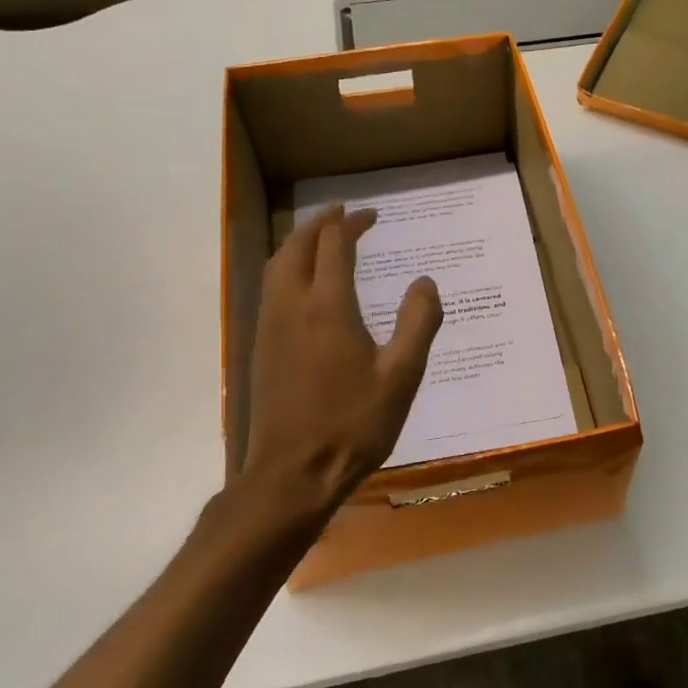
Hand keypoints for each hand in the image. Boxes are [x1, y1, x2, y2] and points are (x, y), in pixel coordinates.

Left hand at [240, 204, 442, 518]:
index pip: (334, 245)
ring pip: (277, 265)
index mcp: (328, 307)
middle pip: (297, 246)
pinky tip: (302, 284)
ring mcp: (270, 326)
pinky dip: (286, 268)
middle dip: (319, 223)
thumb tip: (425, 282)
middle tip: (342, 213)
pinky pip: (270, 288)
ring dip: (298, 242)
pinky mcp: (261, 348)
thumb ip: (418, 323)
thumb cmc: (353, 424)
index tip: (372, 214)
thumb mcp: (401, 375)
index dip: (353, 223)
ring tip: (320, 238)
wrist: (293, 474)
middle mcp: (292, 306)